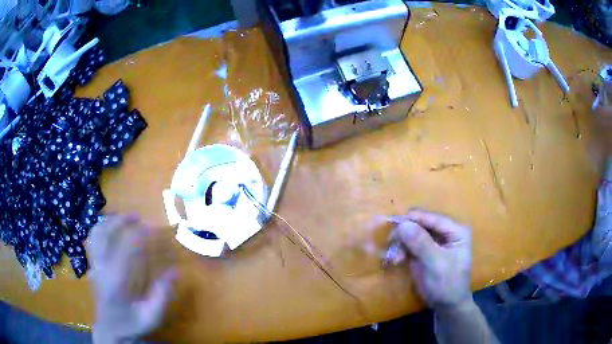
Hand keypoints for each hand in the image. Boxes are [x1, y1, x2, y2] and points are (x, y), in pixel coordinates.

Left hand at [88, 214, 176, 342]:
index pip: (125, 248)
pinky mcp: (92, 264)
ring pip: (97, 233)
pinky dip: (101, 228)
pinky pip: (93, 239)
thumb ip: (162, 295)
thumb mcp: (151, 317)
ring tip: (124, 218)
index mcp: (116, 281)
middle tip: (138, 217)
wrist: (109, 329)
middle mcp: (102, 268)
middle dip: (122, 220)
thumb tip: (175, 271)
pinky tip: (111, 228)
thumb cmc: (131, 324)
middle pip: (106, 233)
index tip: (153, 228)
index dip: (139, 235)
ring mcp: (94, 264)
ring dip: (110, 221)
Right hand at [386, 209, 472, 311]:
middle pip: (422, 224)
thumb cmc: (447, 283)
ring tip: (393, 257)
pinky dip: (401, 250)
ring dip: (401, 243)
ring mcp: (434, 241)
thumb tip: (402, 224)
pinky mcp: (424, 251)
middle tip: (391, 242)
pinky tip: (395, 260)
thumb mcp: (436, 263)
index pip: (434, 218)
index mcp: (456, 230)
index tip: (395, 221)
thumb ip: (421, 243)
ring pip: (413, 233)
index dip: (415, 218)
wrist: (446, 305)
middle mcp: (446, 232)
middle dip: (406, 233)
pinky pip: (409, 244)